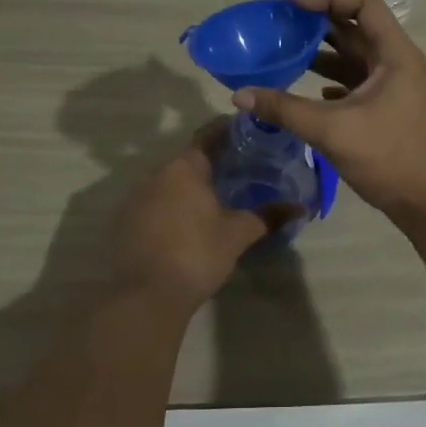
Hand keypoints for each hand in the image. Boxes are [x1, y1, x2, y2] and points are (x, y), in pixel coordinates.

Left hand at [114, 119, 298, 310]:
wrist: (144, 296)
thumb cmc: (196, 254)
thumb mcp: (238, 234)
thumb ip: (268, 216)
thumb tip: (301, 206)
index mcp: (185, 167)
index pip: (209, 135)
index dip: (229, 130)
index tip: (248, 132)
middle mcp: (156, 173)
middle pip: (188, 158)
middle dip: (212, 162)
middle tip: (239, 169)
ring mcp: (136, 196)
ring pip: (169, 181)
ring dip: (190, 185)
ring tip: (216, 197)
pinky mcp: (124, 220)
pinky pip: (154, 202)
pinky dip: (172, 205)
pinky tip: (187, 222)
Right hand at [231, 0, 425, 225]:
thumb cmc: (389, 158)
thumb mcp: (332, 130)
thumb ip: (285, 109)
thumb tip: (240, 95)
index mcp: (395, 54)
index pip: (364, 4)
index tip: (289, 0)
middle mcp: (397, 63)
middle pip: (357, 27)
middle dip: (319, 21)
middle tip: (280, 21)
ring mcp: (394, 86)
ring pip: (355, 56)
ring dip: (322, 51)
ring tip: (285, 50)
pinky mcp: (388, 108)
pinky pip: (355, 81)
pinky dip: (331, 79)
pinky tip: (308, 90)